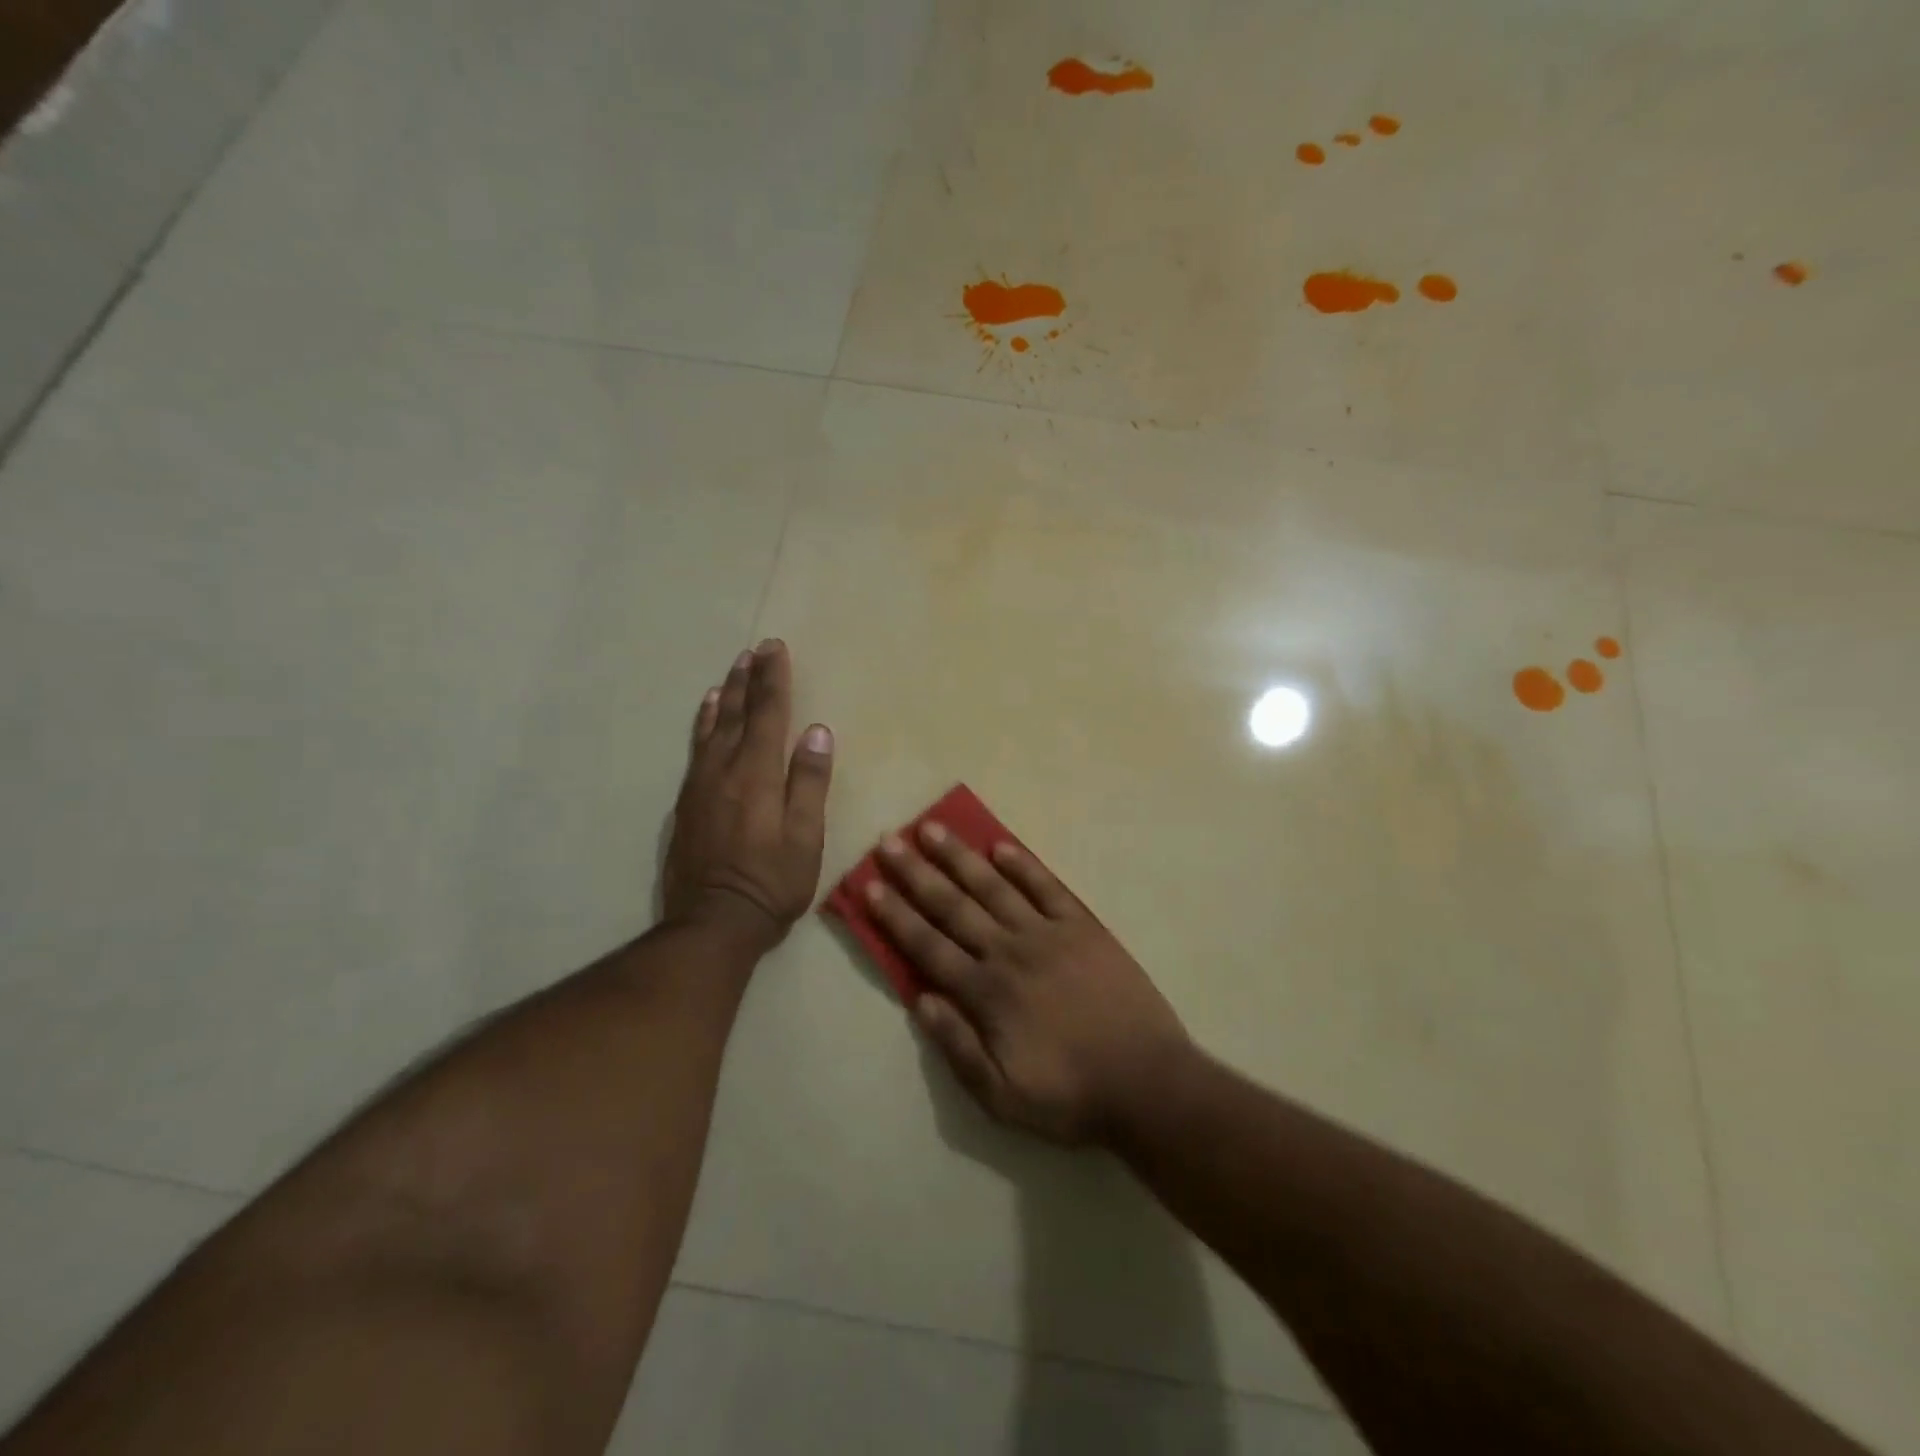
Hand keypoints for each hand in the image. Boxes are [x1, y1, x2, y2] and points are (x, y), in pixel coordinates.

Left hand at [663, 640, 832, 950]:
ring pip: (713, 727)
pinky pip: (696, 748)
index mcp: (758, 774)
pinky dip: (704, 723)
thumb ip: (810, 782)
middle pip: (739, 714)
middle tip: (755, 649)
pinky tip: (707, 714)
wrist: (713, 922)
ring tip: (732, 671)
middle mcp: (725, 769)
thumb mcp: (805, 837)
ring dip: (726, 696)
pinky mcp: (687, 802)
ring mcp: (701, 785)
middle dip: (750, 679)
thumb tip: (818, 732)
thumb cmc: (772, 882)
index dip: (774, 680)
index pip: (769, 715)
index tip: (775, 648)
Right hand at [866, 824, 1189, 1145]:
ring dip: (961, 857)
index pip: (928, 946)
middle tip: (889, 841)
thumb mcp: (1002, 1096)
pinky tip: (1001, 846)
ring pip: (994, 887)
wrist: (1147, 1083)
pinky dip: (1023, 865)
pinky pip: (1048, 888)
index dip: (896, 915)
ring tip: (933, 829)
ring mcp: (1049, 934)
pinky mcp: (1084, 927)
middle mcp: (1010, 952)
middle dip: (917, 873)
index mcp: (987, 993)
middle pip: (954, 906)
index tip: (870, 884)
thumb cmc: (1070, 1095)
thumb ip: (958, 1047)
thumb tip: (920, 999)